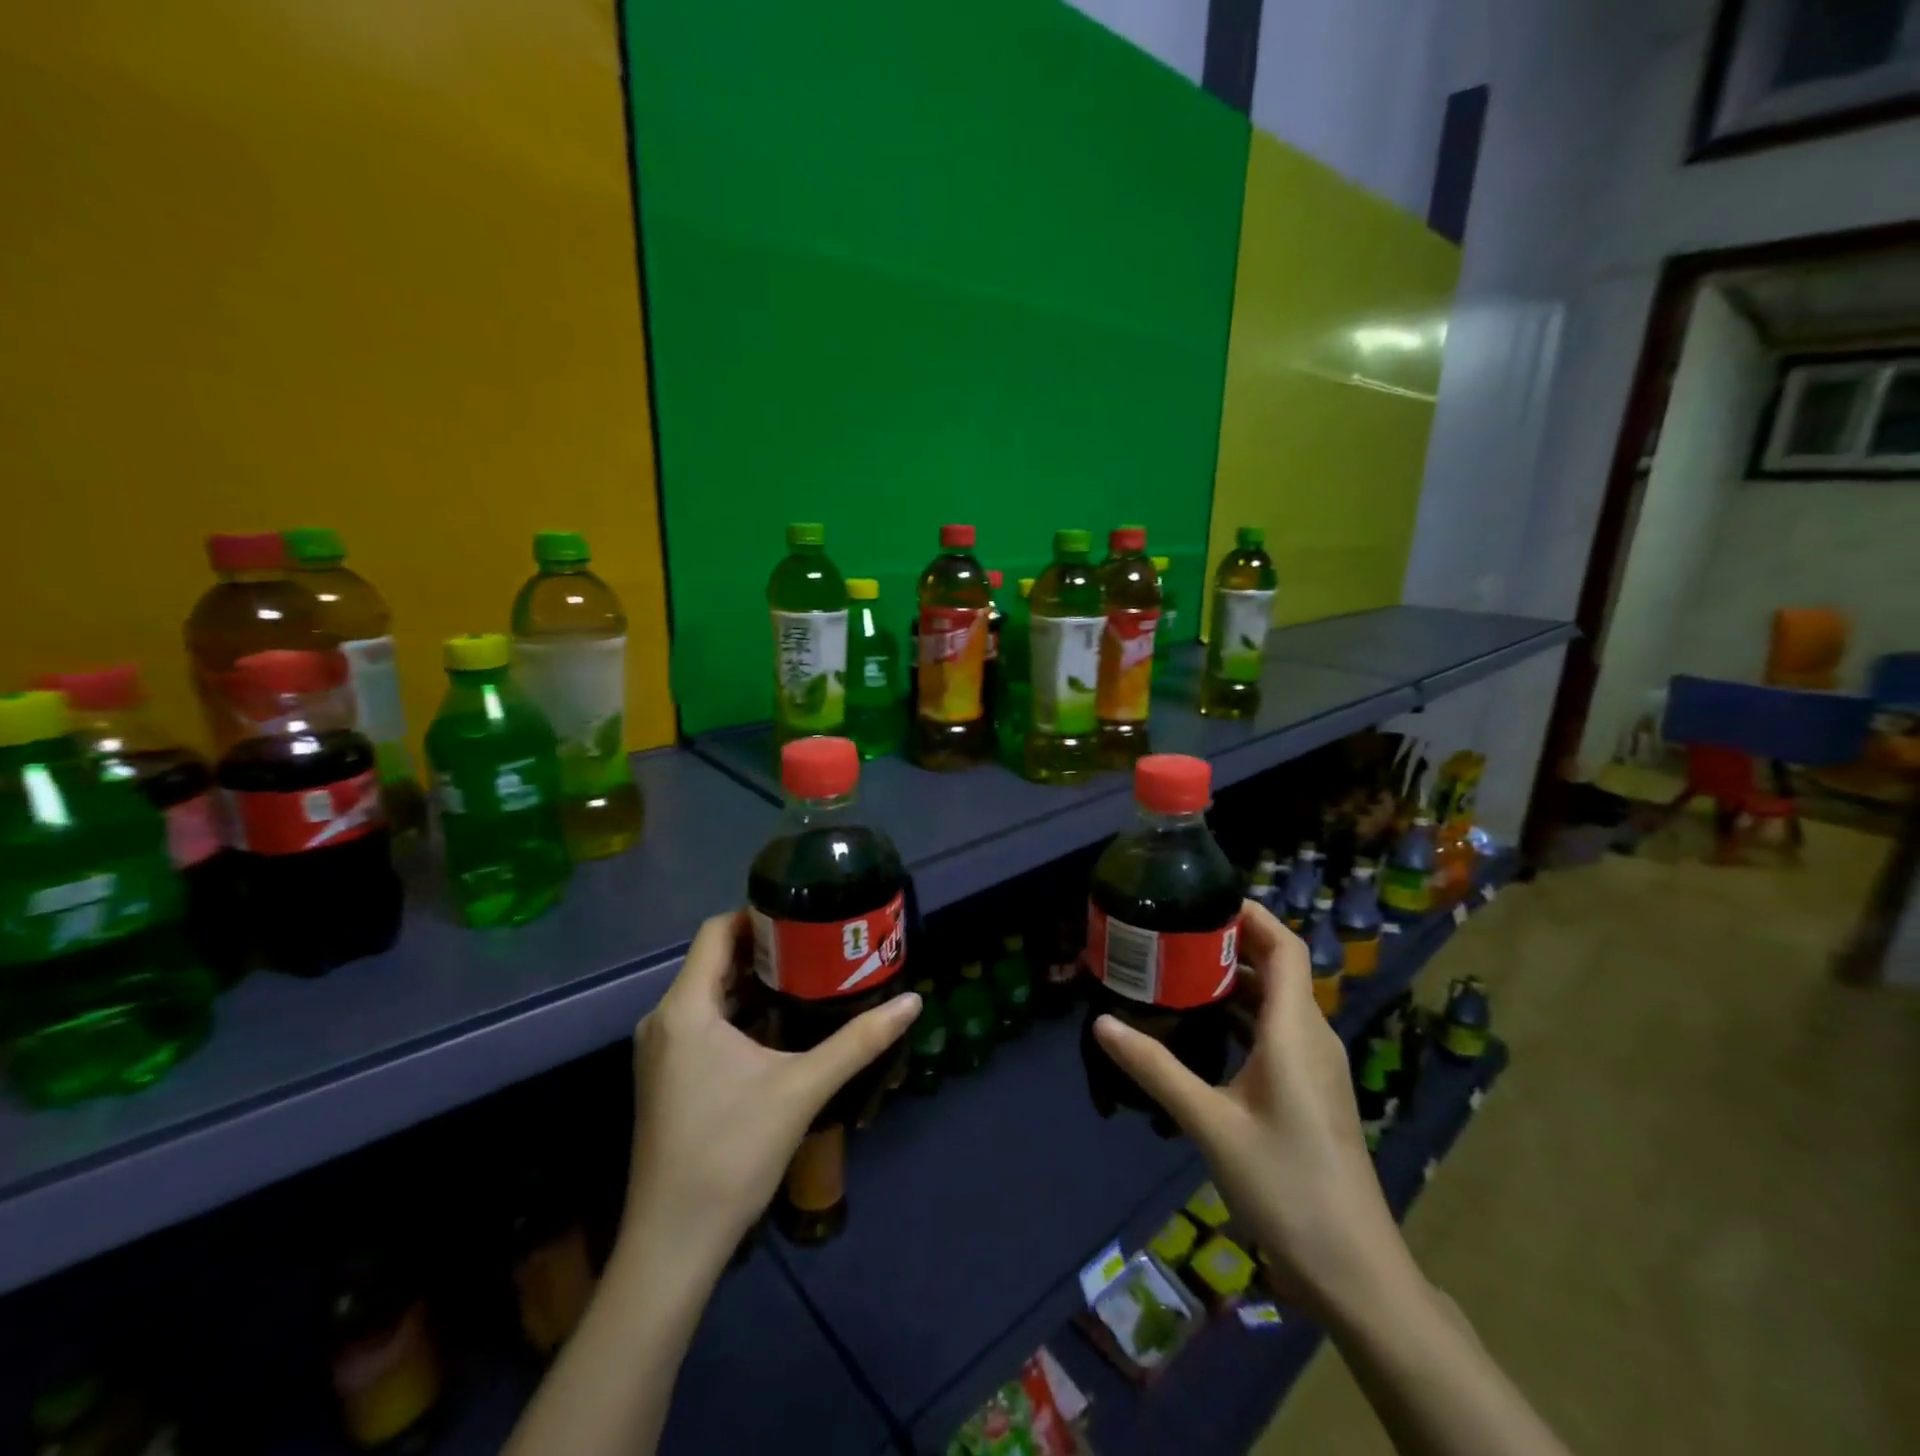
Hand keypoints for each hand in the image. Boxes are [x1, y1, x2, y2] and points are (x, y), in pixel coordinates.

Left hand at [621, 910, 920, 1263]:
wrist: (674, 1242)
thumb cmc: (732, 1153)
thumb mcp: (803, 1089)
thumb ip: (858, 1041)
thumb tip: (912, 1003)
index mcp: (686, 1009)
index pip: (715, 932)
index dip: (756, 914)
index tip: (803, 912)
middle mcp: (664, 1019)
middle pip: (714, 960)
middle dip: (765, 947)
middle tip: (818, 942)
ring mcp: (661, 1051)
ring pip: (709, 992)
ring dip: (753, 980)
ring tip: (808, 974)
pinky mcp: (666, 1076)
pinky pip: (703, 1021)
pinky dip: (738, 1010)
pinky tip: (779, 1023)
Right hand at [1093, 899, 1416, 1320]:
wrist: (1353, 1270)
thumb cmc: (1286, 1184)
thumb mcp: (1210, 1123)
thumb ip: (1155, 1068)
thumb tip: (1103, 1021)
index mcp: (1295, 1029)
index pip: (1284, 946)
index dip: (1251, 914)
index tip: (1203, 898)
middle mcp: (1310, 1036)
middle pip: (1276, 967)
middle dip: (1228, 944)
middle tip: (1172, 934)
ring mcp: (1314, 1065)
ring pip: (1274, 1001)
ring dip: (1231, 982)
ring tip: (1176, 973)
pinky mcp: (1309, 1090)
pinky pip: (1275, 1032)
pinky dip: (1240, 1017)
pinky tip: (1201, 1030)